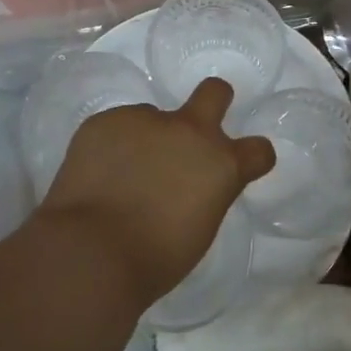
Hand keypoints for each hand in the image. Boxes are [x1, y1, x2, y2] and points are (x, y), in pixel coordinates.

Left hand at [40, 78, 275, 307]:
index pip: (259, 150)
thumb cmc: (154, 259)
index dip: (253, 156)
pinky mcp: (106, 120)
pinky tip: (97, 176)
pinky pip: (116, 128)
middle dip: (213, 100)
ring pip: (152, 117)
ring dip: (146, 139)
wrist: (90, 252)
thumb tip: (191, 183)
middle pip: (215, 92)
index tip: (241, 164)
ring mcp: (146, 120)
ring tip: (120, 175)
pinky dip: (111, 147)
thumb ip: (205, 193)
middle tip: (193, 129)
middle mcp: (190, 132)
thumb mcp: (200, 228)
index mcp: (221, 165)